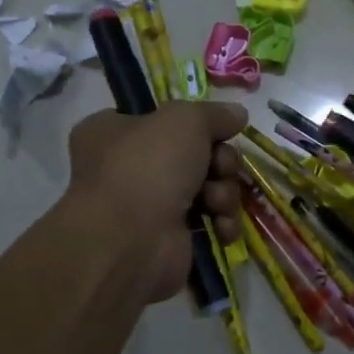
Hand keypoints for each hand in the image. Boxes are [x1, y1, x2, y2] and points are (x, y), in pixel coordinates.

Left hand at [67, 101, 247, 303]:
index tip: (219, 130)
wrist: (130, 240)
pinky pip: (211, 222)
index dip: (196, 124)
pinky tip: (221, 227)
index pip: (163, 119)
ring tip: (215, 202)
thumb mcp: (185, 120)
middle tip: (221, 168)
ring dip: (224, 193)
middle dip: (220, 162)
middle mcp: (130, 167)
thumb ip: (215, 114)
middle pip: (197, 155)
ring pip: (210, 188)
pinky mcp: (173, 239)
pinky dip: (222, 223)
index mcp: (115, 132)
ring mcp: (151, 206)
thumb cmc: (147, 166)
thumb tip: (238, 113)